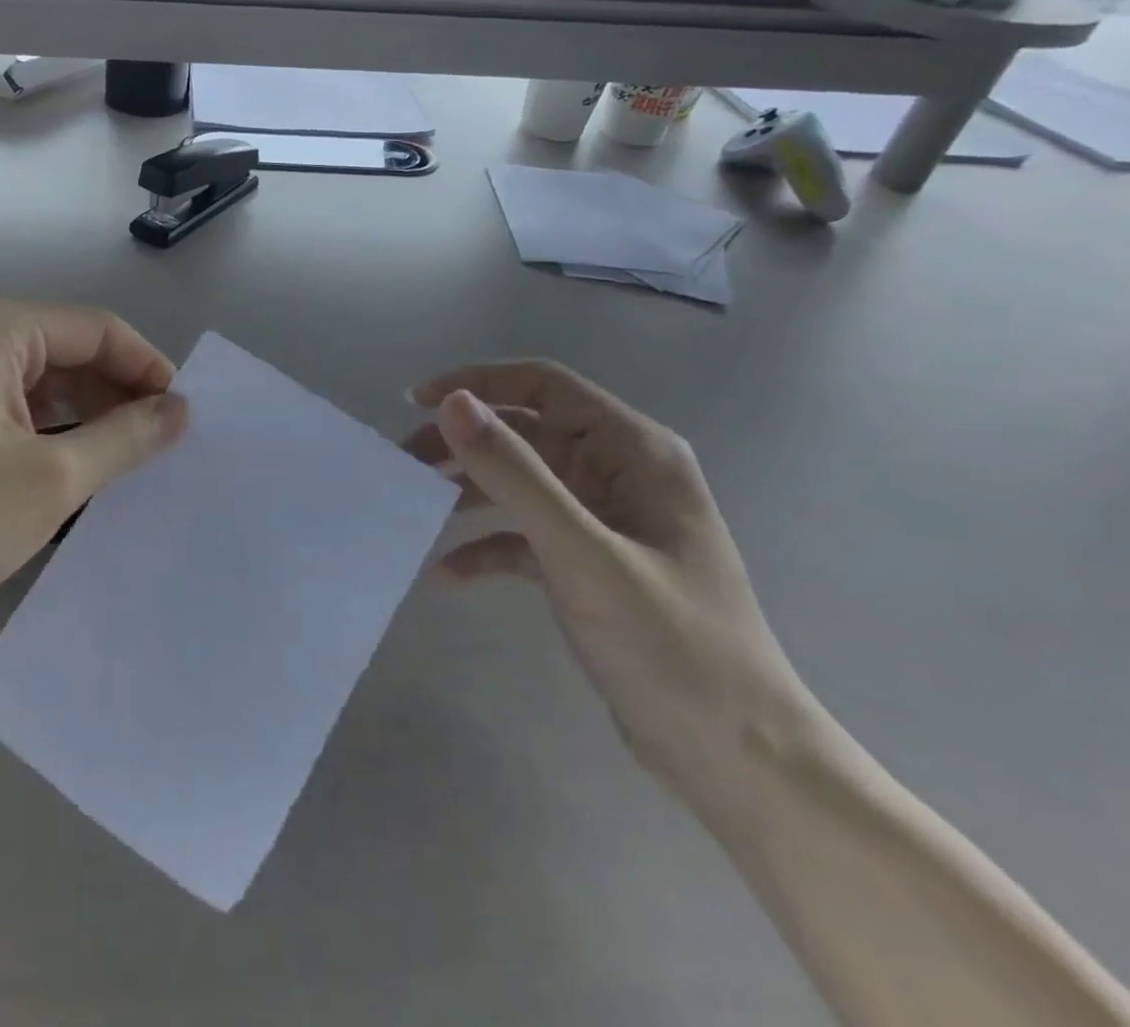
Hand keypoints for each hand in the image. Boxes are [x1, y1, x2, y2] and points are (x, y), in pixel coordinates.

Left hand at [0, 298, 186, 649]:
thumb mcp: (49, 480)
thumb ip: (124, 438)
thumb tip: (180, 409)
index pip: (98, 330)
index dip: (148, 369)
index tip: (185, 418)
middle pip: (68, 354)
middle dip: (118, 398)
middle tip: (161, 451)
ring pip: (40, 387)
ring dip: (85, 422)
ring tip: (125, 471)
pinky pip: (9, 413)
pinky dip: (46, 438)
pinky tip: (70, 479)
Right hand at [406, 362, 814, 813]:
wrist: (736, 757)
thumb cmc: (669, 644)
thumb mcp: (582, 552)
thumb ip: (516, 473)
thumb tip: (454, 404)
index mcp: (633, 453)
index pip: (545, 386)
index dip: (479, 383)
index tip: (419, 402)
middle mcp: (619, 475)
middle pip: (525, 432)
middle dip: (463, 442)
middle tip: (403, 461)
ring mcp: (605, 521)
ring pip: (520, 483)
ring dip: (467, 489)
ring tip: (414, 504)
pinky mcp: (590, 564)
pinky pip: (525, 536)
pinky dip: (486, 546)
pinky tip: (446, 573)